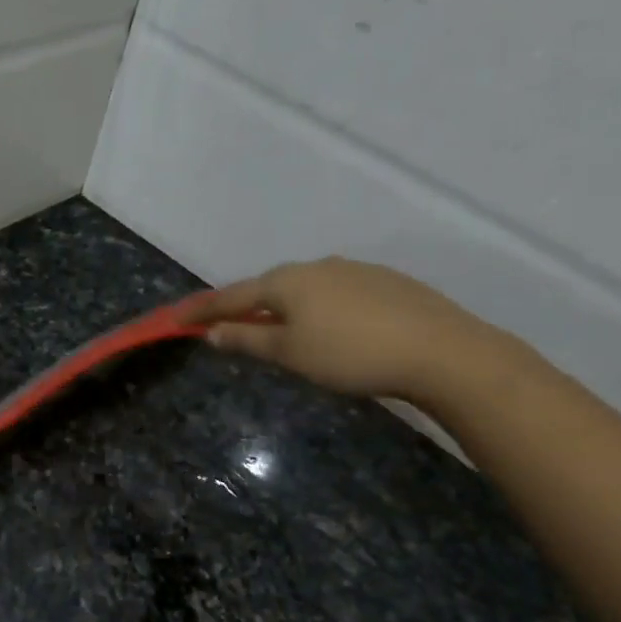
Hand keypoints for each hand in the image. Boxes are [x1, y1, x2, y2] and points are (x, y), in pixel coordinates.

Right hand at [188, 258, 489, 400]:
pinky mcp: (387, 283)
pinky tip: (335, 329)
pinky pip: (337, 293)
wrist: (442, 351)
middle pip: (270, 287)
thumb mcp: (290, 353)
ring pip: (307, 288)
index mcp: (287, 281)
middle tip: (231, 325)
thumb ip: (248, 340)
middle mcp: (317, 266)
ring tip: (285, 331)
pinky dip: (321, 309)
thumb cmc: (351, 355)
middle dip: (248, 305)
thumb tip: (212, 332)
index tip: (178, 318)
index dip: (204, 310)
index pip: (233, 295)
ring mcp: (355, 270)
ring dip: (287, 307)